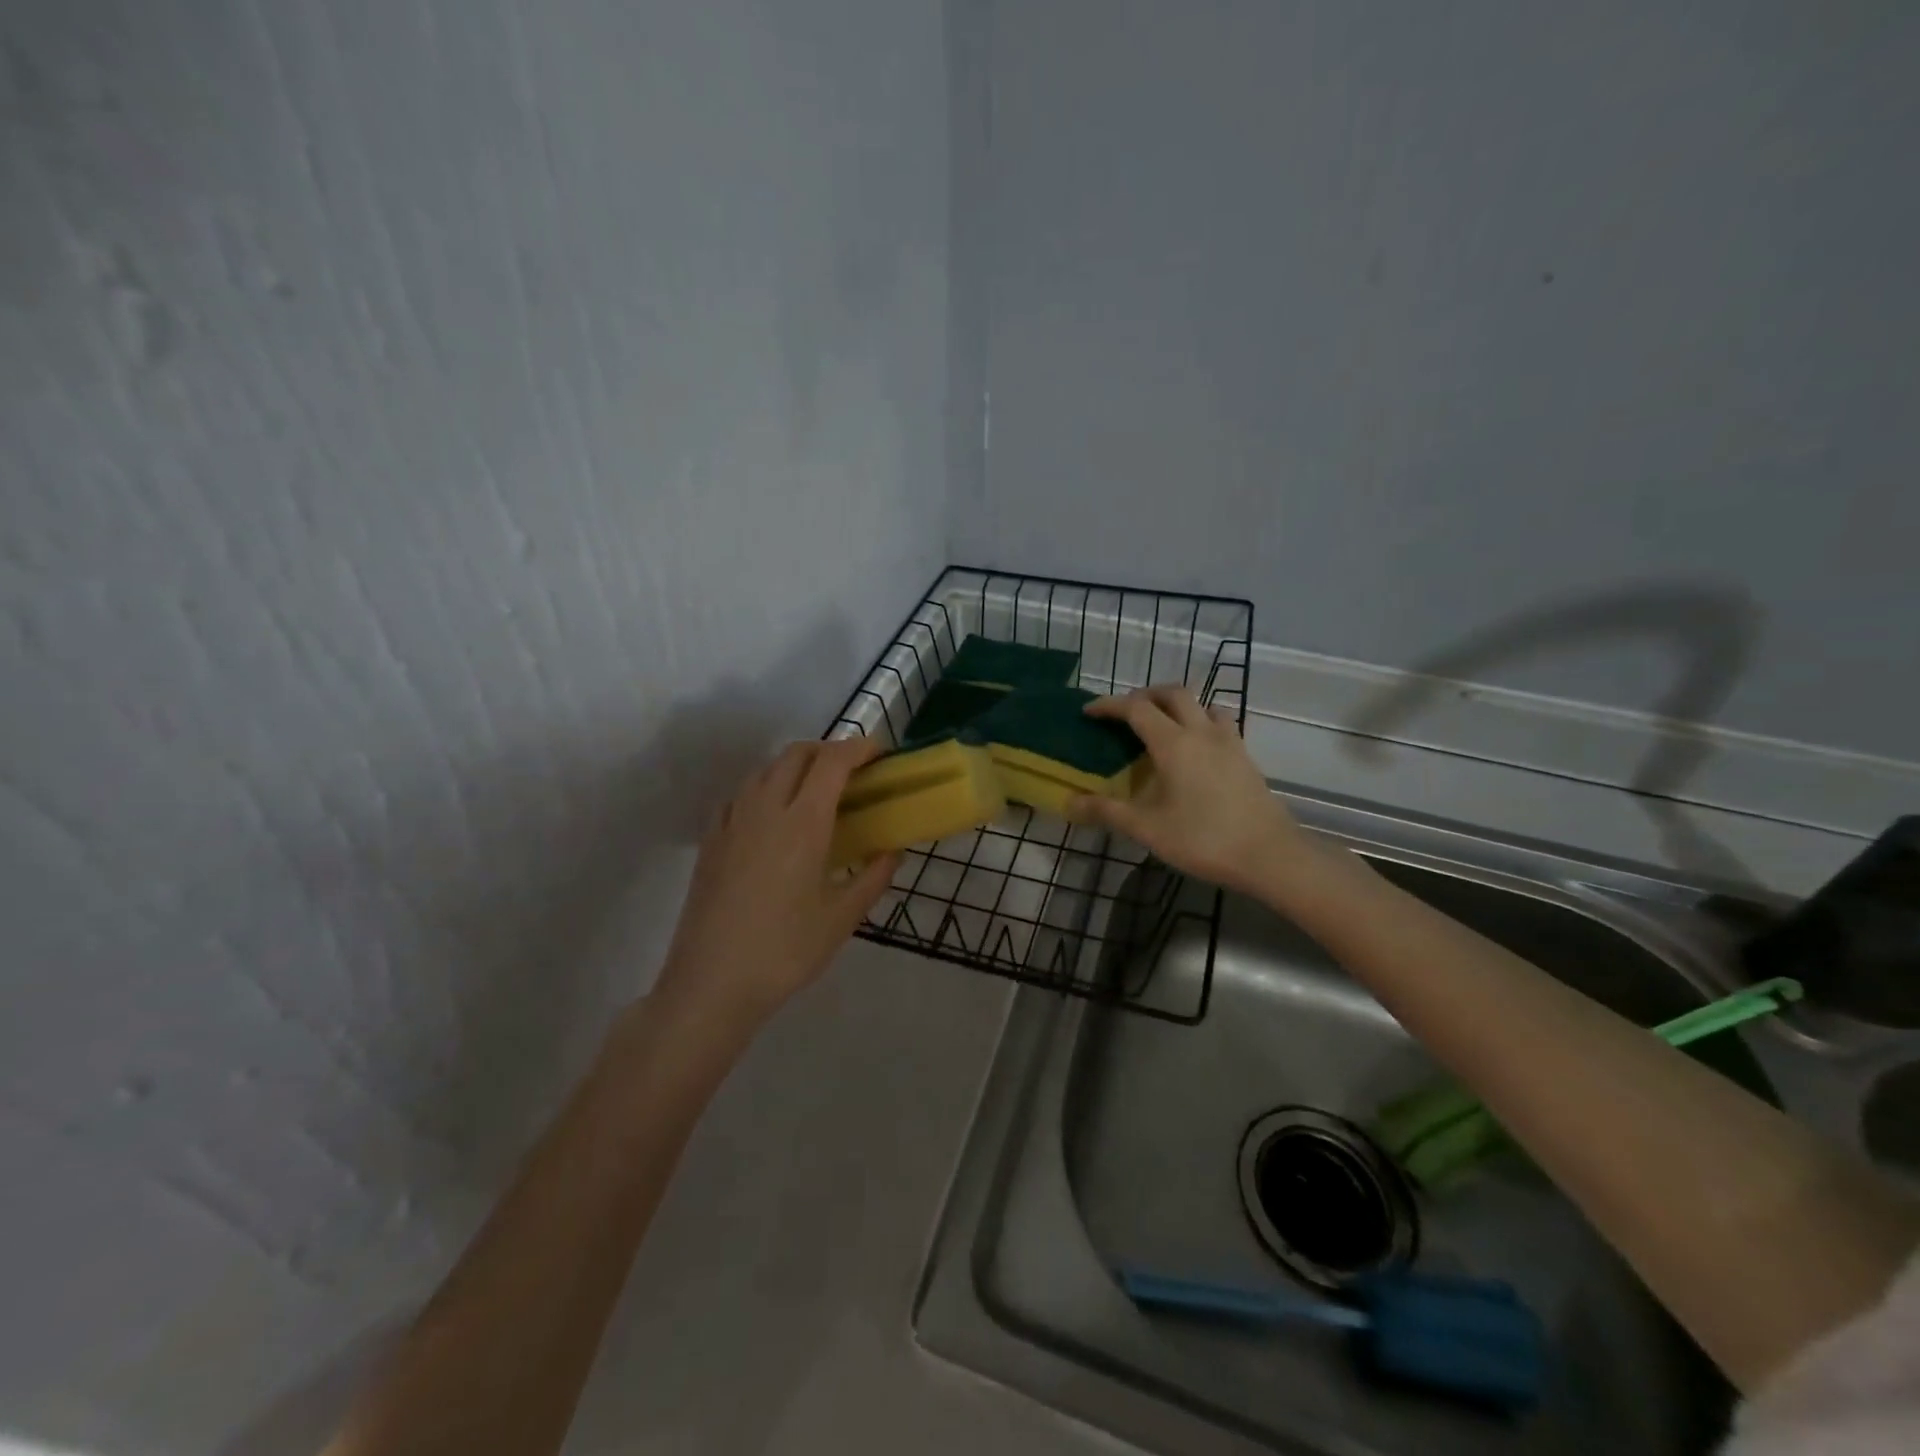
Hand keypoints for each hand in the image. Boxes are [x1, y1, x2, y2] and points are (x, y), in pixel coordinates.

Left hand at [652, 738, 898, 1032]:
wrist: (710, 983)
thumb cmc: (784, 951)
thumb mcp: (841, 919)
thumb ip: (872, 878)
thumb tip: (893, 851)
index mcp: (802, 823)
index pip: (832, 762)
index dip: (858, 748)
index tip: (879, 754)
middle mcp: (765, 809)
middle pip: (796, 754)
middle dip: (828, 750)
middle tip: (852, 772)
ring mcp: (732, 822)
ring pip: (765, 770)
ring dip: (795, 766)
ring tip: (815, 793)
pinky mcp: (711, 840)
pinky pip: (742, 795)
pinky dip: (766, 788)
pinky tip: (774, 819)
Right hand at [1066, 687, 1312, 893]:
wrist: (1270, 855)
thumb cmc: (1203, 838)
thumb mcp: (1147, 828)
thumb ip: (1106, 811)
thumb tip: (1069, 803)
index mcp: (1174, 743)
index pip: (1136, 708)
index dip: (1109, 705)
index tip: (1089, 711)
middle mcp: (1201, 732)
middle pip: (1172, 694)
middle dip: (1144, 695)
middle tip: (1124, 711)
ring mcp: (1229, 742)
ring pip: (1201, 705)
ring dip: (1177, 705)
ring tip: (1161, 724)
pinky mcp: (1245, 757)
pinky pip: (1219, 723)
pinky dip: (1199, 722)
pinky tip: (1195, 749)